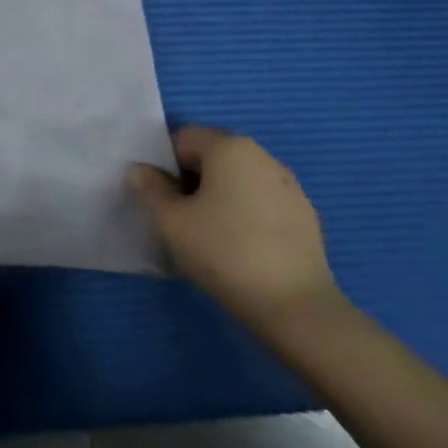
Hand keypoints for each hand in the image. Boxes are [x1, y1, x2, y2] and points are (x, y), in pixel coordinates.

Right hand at [129, 126, 341, 333]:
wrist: (296, 308)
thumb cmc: (224, 252)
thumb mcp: (170, 221)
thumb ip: (149, 188)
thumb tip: (141, 171)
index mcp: (230, 147)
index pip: (183, 139)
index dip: (165, 166)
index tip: (163, 200)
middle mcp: (262, 156)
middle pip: (213, 157)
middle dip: (192, 181)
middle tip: (182, 219)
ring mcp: (290, 187)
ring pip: (238, 181)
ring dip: (219, 198)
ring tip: (211, 237)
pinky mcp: (306, 217)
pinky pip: (262, 203)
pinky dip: (246, 216)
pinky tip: (241, 250)